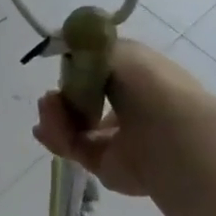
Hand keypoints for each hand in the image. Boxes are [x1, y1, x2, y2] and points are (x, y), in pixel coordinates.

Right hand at [32, 40, 196, 196]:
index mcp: (140, 81)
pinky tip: (46, 126)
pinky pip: (73, 148)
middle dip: (62, 95)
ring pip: (74, 125)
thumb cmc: (150, 87)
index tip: (65, 65)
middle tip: (51, 93)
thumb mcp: (118, 51)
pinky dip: (57, 136)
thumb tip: (68, 52)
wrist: (169, 137)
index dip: (79, 69)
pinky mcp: (104, 165)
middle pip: (83, 101)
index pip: (102, 74)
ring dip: (55, 114)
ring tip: (48, 106)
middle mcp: (130, 109)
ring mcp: (117, 140)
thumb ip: (88, 50)